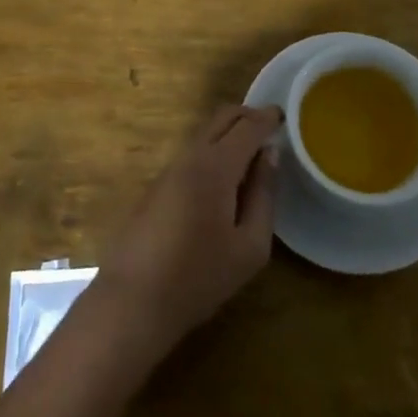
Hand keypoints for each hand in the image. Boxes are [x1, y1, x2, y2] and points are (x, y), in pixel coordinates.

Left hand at [93, 105, 280, 359]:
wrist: (133, 300)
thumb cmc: (199, 277)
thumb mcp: (250, 247)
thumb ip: (264, 195)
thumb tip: (269, 155)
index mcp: (216, 165)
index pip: (247, 126)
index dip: (267, 117)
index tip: (284, 116)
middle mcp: (191, 155)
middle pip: (222, 118)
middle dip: (248, 116)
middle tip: (270, 129)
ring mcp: (170, 167)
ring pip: (205, 133)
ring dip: (229, 133)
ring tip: (251, 154)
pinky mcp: (157, 184)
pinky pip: (193, 152)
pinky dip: (214, 149)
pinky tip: (223, 177)